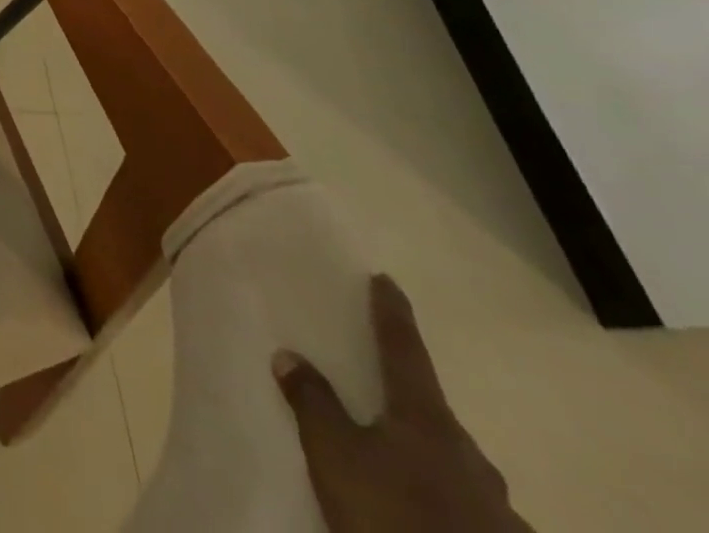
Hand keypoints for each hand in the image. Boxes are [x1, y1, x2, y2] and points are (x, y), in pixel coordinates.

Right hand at [273, 275, 530, 532]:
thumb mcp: (334, 454)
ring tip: (398, 457)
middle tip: (379, 387)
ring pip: (456, 465)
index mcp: (428, 421)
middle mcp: (470, 456)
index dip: (392, 315)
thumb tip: (291, 355)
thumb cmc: (391, 514)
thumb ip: (313, 402)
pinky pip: (468, 507)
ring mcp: (498, 509)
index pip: (404, 351)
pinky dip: (444, 497)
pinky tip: (428, 508)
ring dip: (429, 454)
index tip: (386, 280)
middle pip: (434, 413)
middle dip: (407, 398)